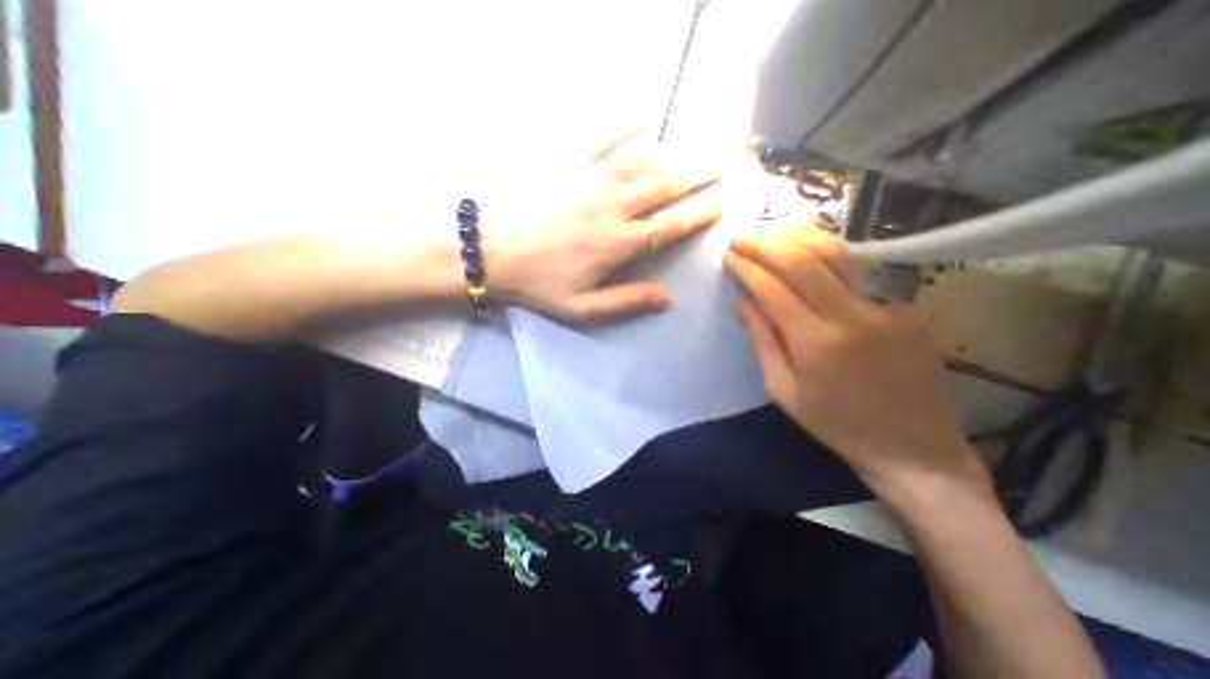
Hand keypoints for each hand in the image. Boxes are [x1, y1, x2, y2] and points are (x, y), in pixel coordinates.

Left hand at [485, 133, 720, 323]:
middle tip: (723, 165)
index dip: (699, 213)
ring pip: (641, 159)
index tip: (721, 203)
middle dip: (699, 174)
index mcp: (618, 243)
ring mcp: (589, 181)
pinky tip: (639, 122)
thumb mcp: (582, 307)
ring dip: (671, 153)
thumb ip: (626, 301)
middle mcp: (612, 207)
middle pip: (665, 184)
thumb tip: (667, 300)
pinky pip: (602, 140)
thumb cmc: (537, 283)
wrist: (490, 251)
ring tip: (690, 151)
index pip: (670, 225)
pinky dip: (623, 128)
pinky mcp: (567, 165)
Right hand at [721, 231, 986, 506]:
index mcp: (816, 343)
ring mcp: (886, 307)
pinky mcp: (907, 307)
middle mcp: (852, 316)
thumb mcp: (783, 390)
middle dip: (767, 244)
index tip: (730, 257)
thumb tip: (741, 303)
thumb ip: (762, 341)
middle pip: (804, 261)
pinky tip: (811, 249)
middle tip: (742, 237)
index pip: (773, 289)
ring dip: (798, 237)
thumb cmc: (835, 424)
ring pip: (837, 254)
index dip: (748, 269)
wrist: (912, 447)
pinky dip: (830, 253)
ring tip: (772, 233)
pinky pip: (862, 270)